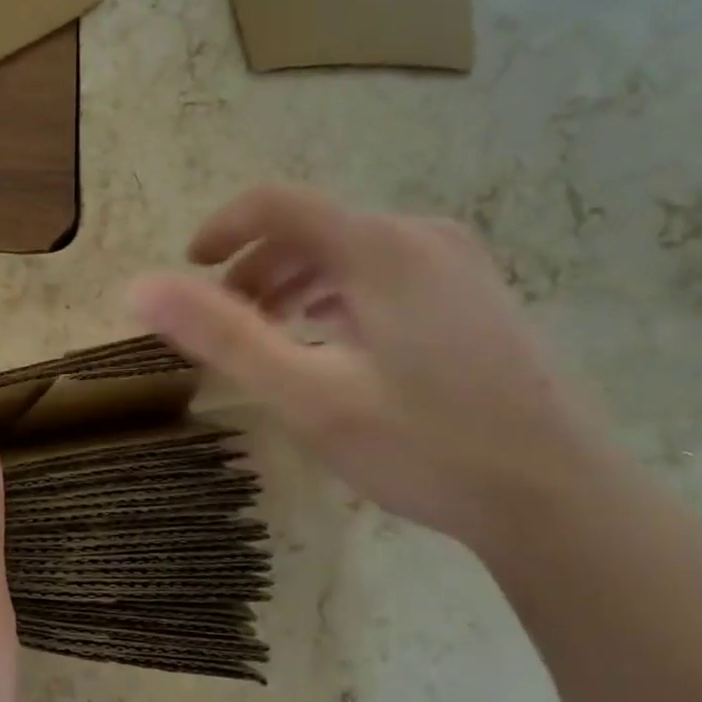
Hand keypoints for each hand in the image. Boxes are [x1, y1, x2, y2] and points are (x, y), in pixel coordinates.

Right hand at [128, 185, 610, 554]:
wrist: (560, 498)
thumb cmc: (426, 445)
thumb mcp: (307, 396)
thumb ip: (222, 336)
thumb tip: (140, 289)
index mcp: (379, 247)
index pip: (278, 203)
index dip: (222, 227)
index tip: (189, 268)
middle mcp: (421, 237)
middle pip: (313, 228)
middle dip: (255, 267)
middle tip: (225, 321)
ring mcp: (458, 264)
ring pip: (350, 251)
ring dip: (295, 282)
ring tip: (271, 335)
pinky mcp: (477, 294)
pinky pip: (386, 273)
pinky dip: (339, 295)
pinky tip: (333, 342)